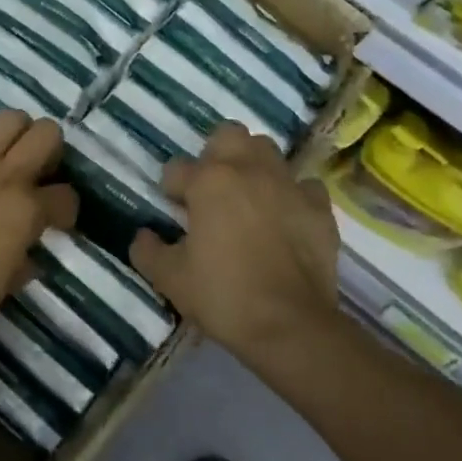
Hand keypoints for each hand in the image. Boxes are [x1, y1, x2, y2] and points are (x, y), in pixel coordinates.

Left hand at [0, 112, 78, 350]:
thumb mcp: (7, 282)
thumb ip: (24, 256)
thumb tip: (27, 250)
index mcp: (27, 211)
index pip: (66, 195)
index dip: (64, 208)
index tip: (55, 218)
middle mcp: (4, 177)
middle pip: (46, 133)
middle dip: (48, 150)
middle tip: (34, 171)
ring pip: (6, 119)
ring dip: (11, 136)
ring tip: (0, 157)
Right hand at [131, 123, 339, 353]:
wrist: (291, 326)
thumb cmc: (223, 295)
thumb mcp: (170, 278)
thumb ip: (148, 251)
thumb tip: (142, 236)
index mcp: (208, 181)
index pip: (177, 168)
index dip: (171, 189)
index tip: (174, 210)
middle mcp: (248, 170)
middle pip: (229, 134)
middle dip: (216, 154)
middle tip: (212, 188)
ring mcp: (288, 185)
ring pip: (268, 151)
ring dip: (254, 166)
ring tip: (248, 197)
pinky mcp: (319, 207)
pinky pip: (304, 186)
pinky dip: (292, 195)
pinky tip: (286, 217)